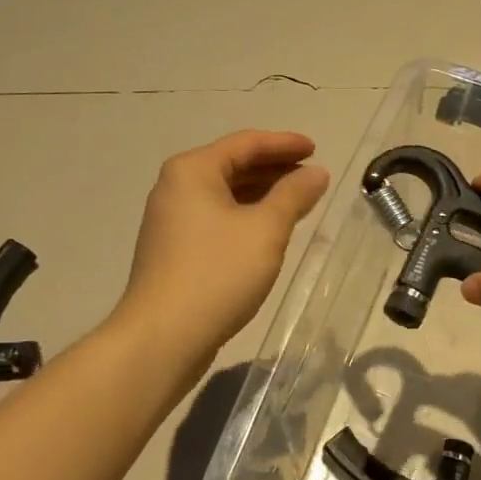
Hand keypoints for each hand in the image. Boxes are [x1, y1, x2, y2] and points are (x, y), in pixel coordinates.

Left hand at [120, 130, 328, 356]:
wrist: (163, 336)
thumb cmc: (218, 273)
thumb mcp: (266, 229)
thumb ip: (294, 195)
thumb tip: (317, 172)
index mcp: (193, 170)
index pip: (246, 143)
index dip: (284, 143)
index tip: (317, 149)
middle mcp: (176, 187)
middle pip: (233, 164)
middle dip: (275, 168)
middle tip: (312, 175)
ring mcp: (171, 220)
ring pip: (225, 193)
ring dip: (262, 193)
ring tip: (298, 200)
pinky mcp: (174, 249)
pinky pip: (217, 217)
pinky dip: (246, 214)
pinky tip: (269, 229)